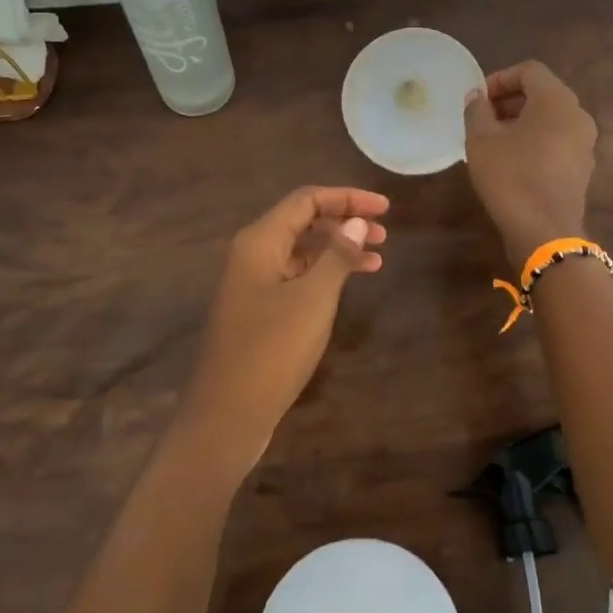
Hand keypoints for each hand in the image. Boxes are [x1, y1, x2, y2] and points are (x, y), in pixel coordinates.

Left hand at [181, 186, 388, 469]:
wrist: (227, 414)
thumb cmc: (271, 350)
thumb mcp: (313, 299)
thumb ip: (337, 255)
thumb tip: (358, 222)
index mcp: (259, 241)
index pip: (306, 200)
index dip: (347, 198)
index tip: (385, 208)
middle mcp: (253, 254)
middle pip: (303, 222)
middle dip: (344, 222)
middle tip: (385, 234)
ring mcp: (253, 283)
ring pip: (302, 251)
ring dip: (338, 249)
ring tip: (377, 257)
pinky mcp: (259, 310)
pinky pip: (297, 277)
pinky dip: (325, 274)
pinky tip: (349, 284)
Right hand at [463, 61, 597, 264]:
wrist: (544, 231)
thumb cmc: (510, 177)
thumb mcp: (481, 140)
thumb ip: (477, 111)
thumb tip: (476, 97)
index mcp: (556, 100)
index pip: (529, 71)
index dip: (499, 79)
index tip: (478, 100)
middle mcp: (578, 115)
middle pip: (542, 93)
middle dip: (510, 100)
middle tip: (482, 119)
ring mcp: (585, 143)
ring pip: (550, 119)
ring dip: (521, 122)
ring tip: (493, 141)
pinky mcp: (582, 168)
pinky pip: (557, 141)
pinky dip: (535, 141)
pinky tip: (512, 162)